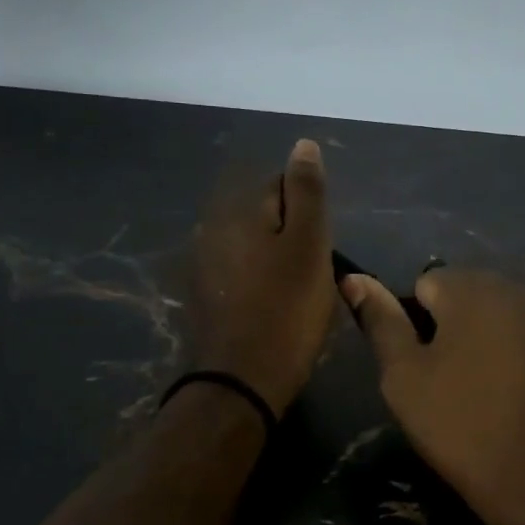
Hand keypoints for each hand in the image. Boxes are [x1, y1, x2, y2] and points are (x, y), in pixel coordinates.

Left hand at [189, 140, 335, 415]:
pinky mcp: (203, 297)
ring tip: (296, 297)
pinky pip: (241, 276)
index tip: (321, 249)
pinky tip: (271, 310)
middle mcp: (213, 228)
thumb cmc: (286, 310)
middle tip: (312, 276)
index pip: (282, 186)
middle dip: (291, 237)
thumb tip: (303, 144)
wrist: (241, 380)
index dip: (309, 215)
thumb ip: (306, 192)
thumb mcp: (308, 245)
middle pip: (266, 218)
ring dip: (275, 262)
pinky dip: (258, 285)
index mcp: (239, 211)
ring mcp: (203, 265)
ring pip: (254, 248)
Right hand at [342, 268, 524, 524]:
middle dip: (463, 326)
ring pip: (514, 314)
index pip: (429, 285)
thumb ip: (381, 322)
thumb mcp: (404, 380)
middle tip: (461, 383)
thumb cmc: (464, 428)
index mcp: (471, 288)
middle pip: (475, 295)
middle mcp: (521, 286)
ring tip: (500, 390)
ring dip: (500, 337)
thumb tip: (354, 278)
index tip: (428, 369)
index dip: (420, 326)